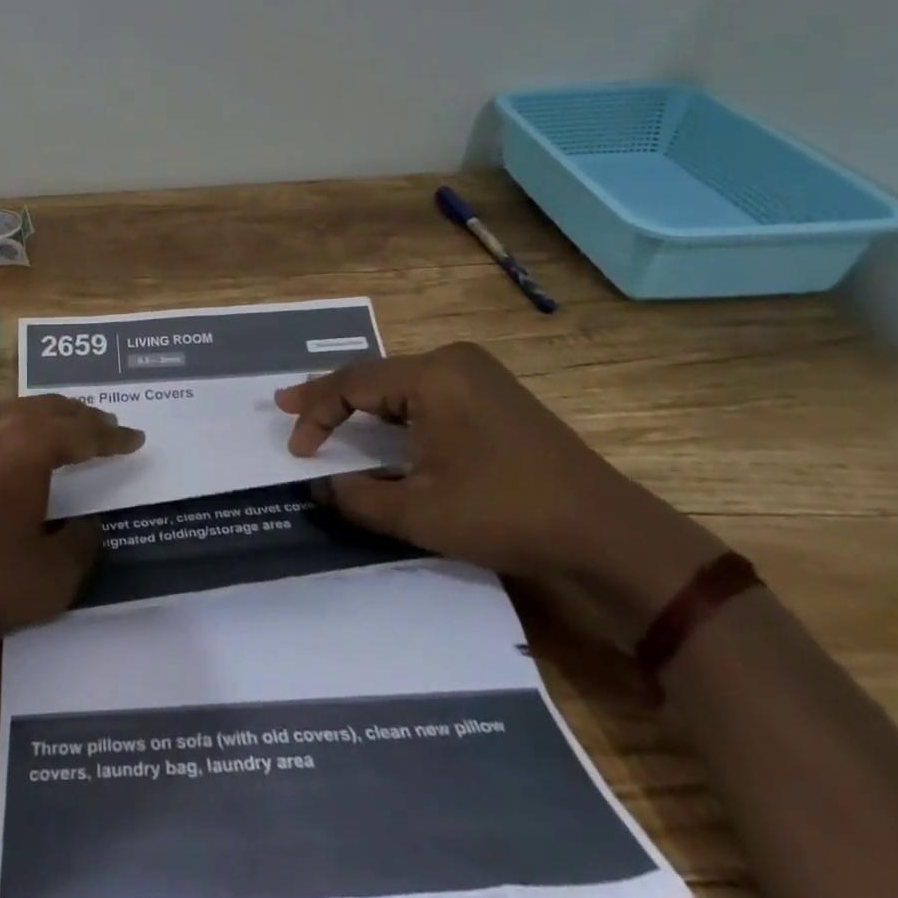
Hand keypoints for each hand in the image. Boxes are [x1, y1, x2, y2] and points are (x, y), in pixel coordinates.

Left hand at [0, 395, 143, 657]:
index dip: (113, 436)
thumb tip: (88, 524)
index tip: (135, 438)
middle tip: (106, 427)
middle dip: (82, 417)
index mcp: (27, 443)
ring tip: (64, 432)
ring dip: (45, 418)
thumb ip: (82, 545)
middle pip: (48, 408)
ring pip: (13, 410)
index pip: (83, 431)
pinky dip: (10, 429)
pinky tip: (9, 449)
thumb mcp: (50, 579)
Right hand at [275, 343, 723, 623]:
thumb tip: (319, 489)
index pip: (353, 384)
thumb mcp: (421, 513)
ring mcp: (479, 376)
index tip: (295, 449)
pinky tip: (381, 426)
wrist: (609, 536)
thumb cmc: (507, 515)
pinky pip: (428, 394)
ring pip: (400, 384)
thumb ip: (359, 497)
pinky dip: (396, 411)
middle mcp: (453, 362)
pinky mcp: (496, 396)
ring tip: (324, 416)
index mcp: (433, 376)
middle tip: (289, 408)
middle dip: (331, 398)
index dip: (316, 414)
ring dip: (363, 405)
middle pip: (375, 376)